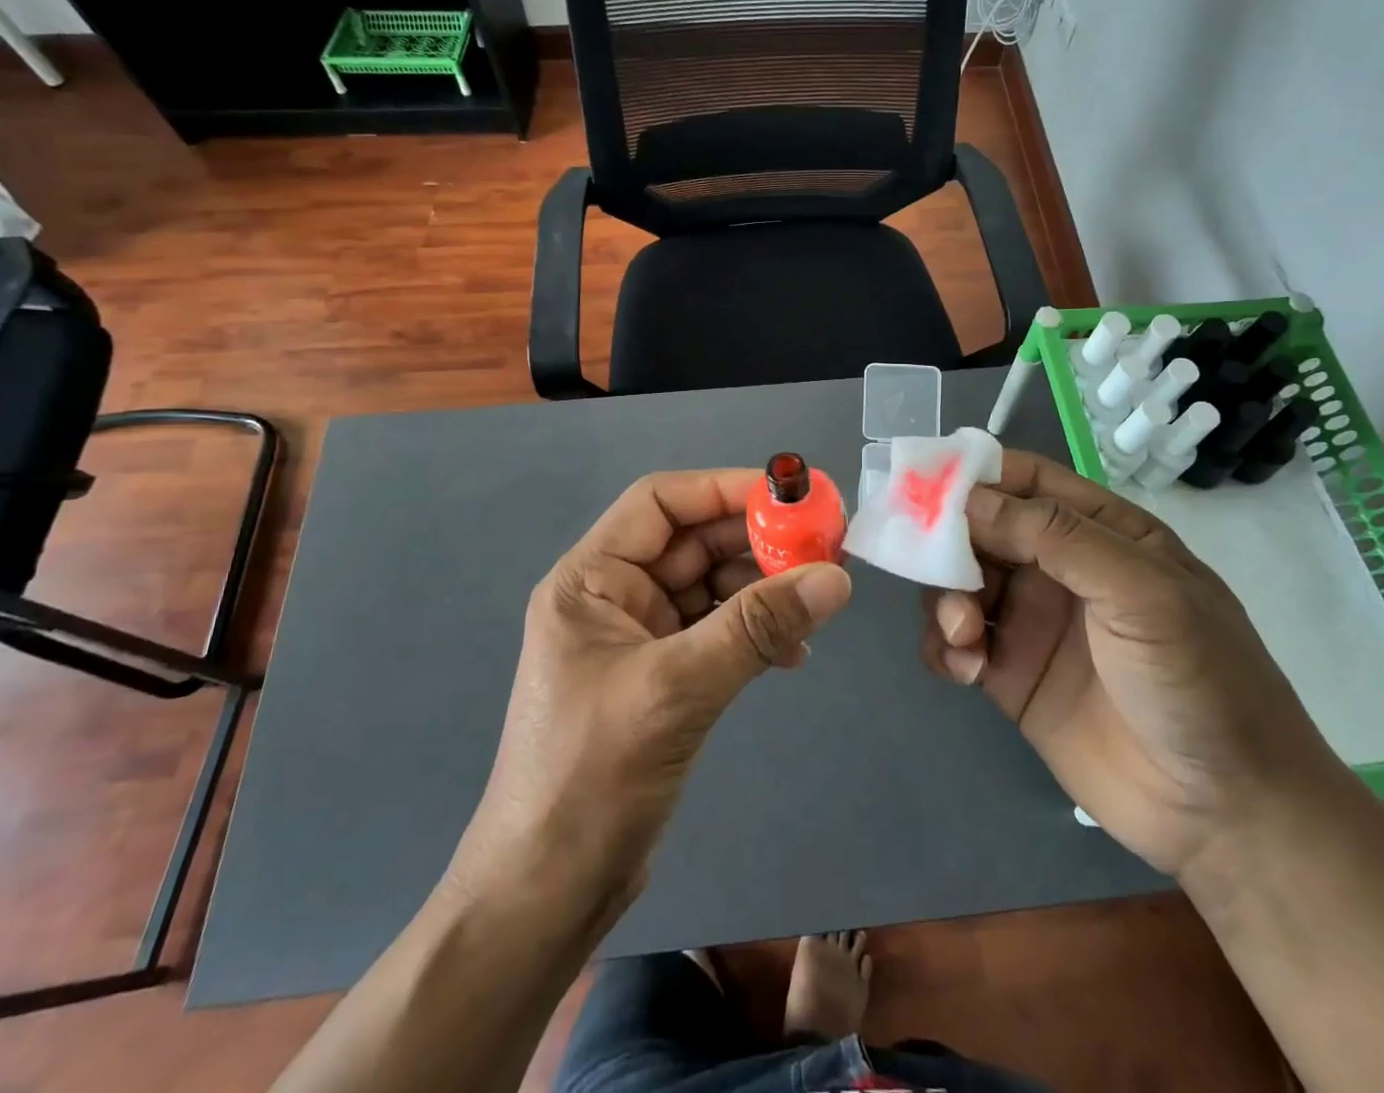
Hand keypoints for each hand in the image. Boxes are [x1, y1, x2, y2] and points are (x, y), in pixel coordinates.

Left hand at [450, 469, 852, 909]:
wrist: (547, 894)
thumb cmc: (591, 777)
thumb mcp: (677, 689)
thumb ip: (756, 628)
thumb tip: (835, 577)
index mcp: (591, 579)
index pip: (661, 503)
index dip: (724, 489)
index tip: (790, 498)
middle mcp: (613, 597)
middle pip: (693, 543)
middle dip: (756, 541)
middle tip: (824, 548)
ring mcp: (639, 639)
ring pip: (711, 587)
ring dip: (762, 589)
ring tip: (818, 600)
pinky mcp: (662, 677)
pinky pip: (717, 632)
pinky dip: (755, 634)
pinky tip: (793, 653)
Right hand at [921, 449, 1343, 874]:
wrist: (1226, 813)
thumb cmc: (1198, 680)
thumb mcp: (1142, 593)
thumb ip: (1057, 537)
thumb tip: (970, 498)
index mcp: (1100, 533)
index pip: (1027, 482)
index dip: (975, 475)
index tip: (924, 486)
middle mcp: (1060, 569)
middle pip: (981, 531)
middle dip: (949, 544)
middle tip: (934, 569)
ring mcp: (1033, 623)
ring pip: (961, 585)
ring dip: (946, 600)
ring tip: (965, 635)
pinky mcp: (1011, 676)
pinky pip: (958, 642)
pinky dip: (945, 647)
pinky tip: (963, 669)